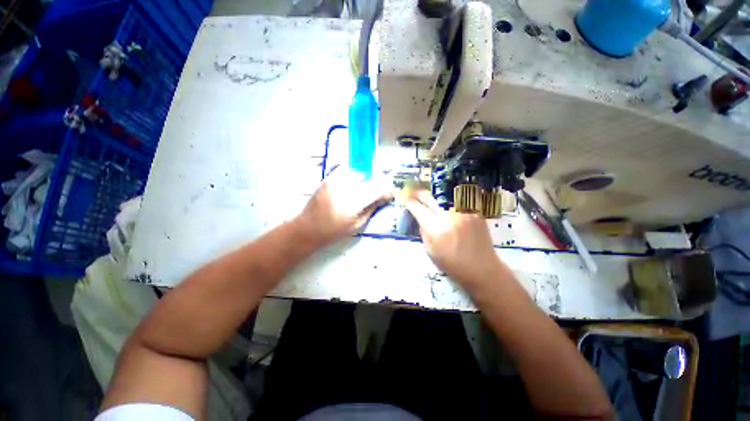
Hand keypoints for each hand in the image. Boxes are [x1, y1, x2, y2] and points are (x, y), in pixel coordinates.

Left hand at [294, 168, 391, 247]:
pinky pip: (345, 170)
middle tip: (377, 192)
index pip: (377, 189)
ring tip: (362, 189)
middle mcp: (345, 188)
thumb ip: (371, 209)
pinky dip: (352, 175)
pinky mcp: (328, 178)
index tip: (389, 194)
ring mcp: (334, 181)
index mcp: (354, 203)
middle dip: (377, 184)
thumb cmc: (333, 232)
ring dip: (364, 179)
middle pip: (369, 178)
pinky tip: (351, 184)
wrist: (307, 228)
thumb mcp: (356, 225)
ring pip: (358, 172)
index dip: (386, 190)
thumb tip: (383, 198)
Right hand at [404, 189, 505, 286]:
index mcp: (436, 230)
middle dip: (418, 193)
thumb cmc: (453, 264)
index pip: (418, 209)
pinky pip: (458, 198)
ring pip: (444, 194)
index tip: (404, 197)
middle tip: (413, 192)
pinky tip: (445, 199)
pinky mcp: (475, 211)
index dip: (409, 201)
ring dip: (433, 193)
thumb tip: (419, 216)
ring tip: (428, 194)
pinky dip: (448, 197)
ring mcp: (464, 212)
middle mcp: (450, 217)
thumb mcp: (430, 251)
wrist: (482, 269)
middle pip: (430, 197)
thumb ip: (423, 231)